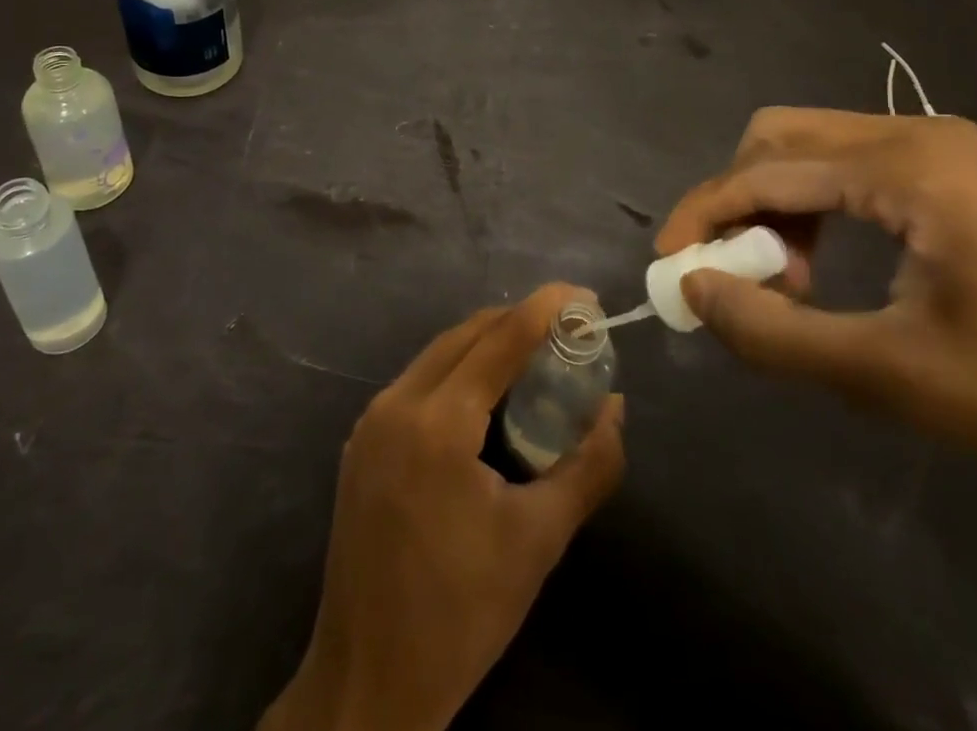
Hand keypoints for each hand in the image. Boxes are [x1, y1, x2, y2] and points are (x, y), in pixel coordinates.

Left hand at [261, 285, 624, 730]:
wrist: (369, 681)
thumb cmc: (462, 613)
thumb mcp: (538, 539)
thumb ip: (587, 465)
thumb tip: (615, 407)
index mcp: (436, 424)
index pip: (499, 339)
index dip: (545, 309)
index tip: (583, 294)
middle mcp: (396, 404)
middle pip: (466, 335)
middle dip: (518, 322)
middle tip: (566, 329)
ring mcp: (371, 421)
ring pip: (438, 354)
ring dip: (487, 345)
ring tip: (535, 356)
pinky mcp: (362, 441)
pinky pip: (418, 382)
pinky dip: (459, 372)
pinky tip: (487, 396)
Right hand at [656, 108, 976, 504]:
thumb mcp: (894, 378)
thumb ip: (774, 333)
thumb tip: (694, 289)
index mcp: (906, 165)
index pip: (764, 171)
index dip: (703, 214)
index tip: (670, 266)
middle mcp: (920, 132)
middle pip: (782, 137)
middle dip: (739, 201)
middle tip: (742, 274)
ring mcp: (949, 147)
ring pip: (818, 147)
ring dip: (782, 205)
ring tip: (795, 281)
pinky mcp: (967, 171)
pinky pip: (860, 166)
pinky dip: (824, 206)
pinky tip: (838, 263)